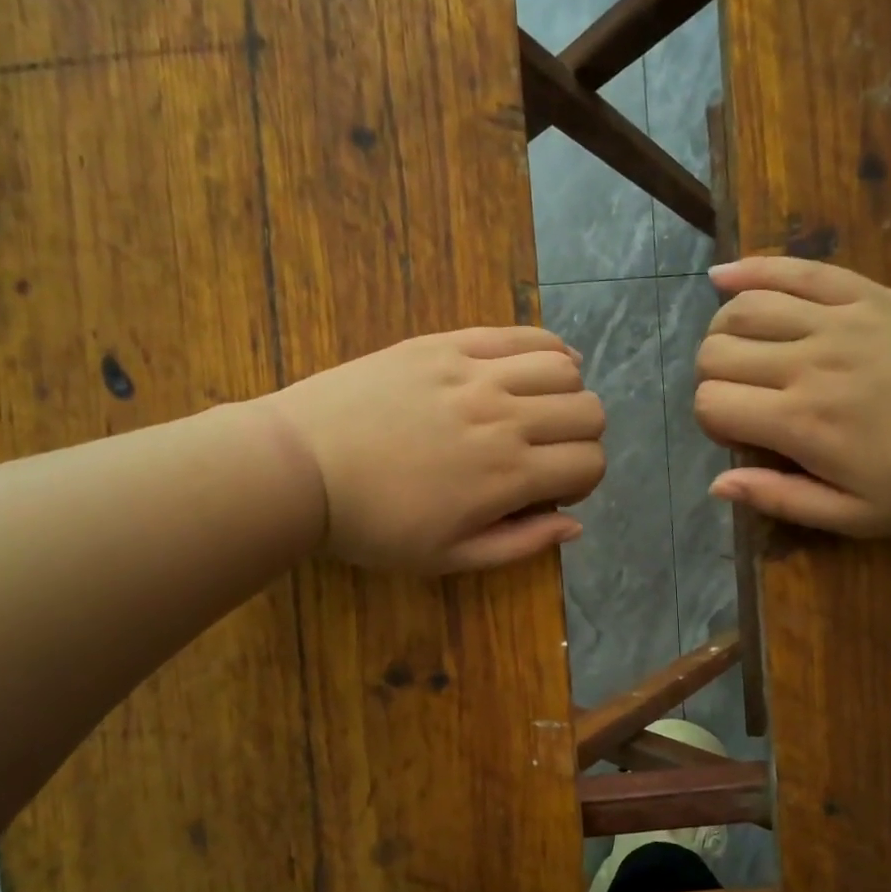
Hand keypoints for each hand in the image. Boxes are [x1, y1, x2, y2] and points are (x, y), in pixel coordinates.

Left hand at [261, 326, 605, 572]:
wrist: (301, 467)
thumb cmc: (373, 524)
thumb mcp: (449, 557)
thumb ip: (520, 544)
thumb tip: (575, 526)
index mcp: (507, 475)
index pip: (590, 462)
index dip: (585, 481)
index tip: (555, 491)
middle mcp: (504, 417)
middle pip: (588, 411)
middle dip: (583, 438)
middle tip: (550, 453)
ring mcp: (475, 373)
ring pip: (564, 366)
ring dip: (567, 393)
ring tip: (541, 409)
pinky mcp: (447, 344)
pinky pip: (518, 334)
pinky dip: (545, 348)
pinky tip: (537, 365)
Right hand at [694, 258, 890, 536]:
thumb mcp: (857, 516)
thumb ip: (781, 499)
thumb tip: (716, 485)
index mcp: (803, 423)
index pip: (711, 404)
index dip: (711, 422)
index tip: (740, 436)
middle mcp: (809, 363)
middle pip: (716, 352)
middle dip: (712, 379)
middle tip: (742, 399)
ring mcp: (838, 321)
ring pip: (744, 308)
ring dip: (724, 332)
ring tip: (740, 353)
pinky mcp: (867, 295)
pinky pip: (797, 270)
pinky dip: (751, 269)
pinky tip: (723, 278)